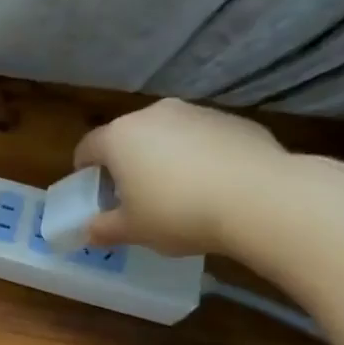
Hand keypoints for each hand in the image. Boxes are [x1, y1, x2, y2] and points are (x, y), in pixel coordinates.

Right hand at [74, 99, 289, 255]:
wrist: (259, 198)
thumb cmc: (177, 213)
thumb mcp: (132, 230)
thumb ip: (104, 229)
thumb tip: (90, 231)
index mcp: (119, 137)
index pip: (87, 148)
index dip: (84, 171)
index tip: (92, 192)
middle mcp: (154, 115)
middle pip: (128, 137)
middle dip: (126, 162)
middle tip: (132, 195)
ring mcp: (196, 113)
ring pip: (167, 134)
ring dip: (163, 157)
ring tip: (176, 192)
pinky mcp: (233, 120)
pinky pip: (202, 139)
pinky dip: (199, 157)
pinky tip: (212, 186)